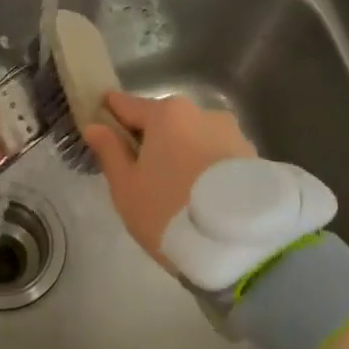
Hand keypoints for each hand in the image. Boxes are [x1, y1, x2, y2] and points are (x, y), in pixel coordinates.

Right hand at [82, 92, 257, 266]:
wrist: (239, 244)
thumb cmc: (170, 211)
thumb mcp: (126, 187)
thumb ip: (110, 151)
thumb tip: (95, 126)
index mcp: (166, 113)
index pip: (127, 105)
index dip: (112, 118)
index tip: (103, 134)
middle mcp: (202, 112)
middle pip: (164, 122)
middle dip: (150, 141)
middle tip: (141, 178)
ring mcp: (232, 132)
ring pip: (193, 138)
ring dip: (182, 155)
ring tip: (177, 194)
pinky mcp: (253, 156)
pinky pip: (217, 155)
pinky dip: (206, 168)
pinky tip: (202, 198)